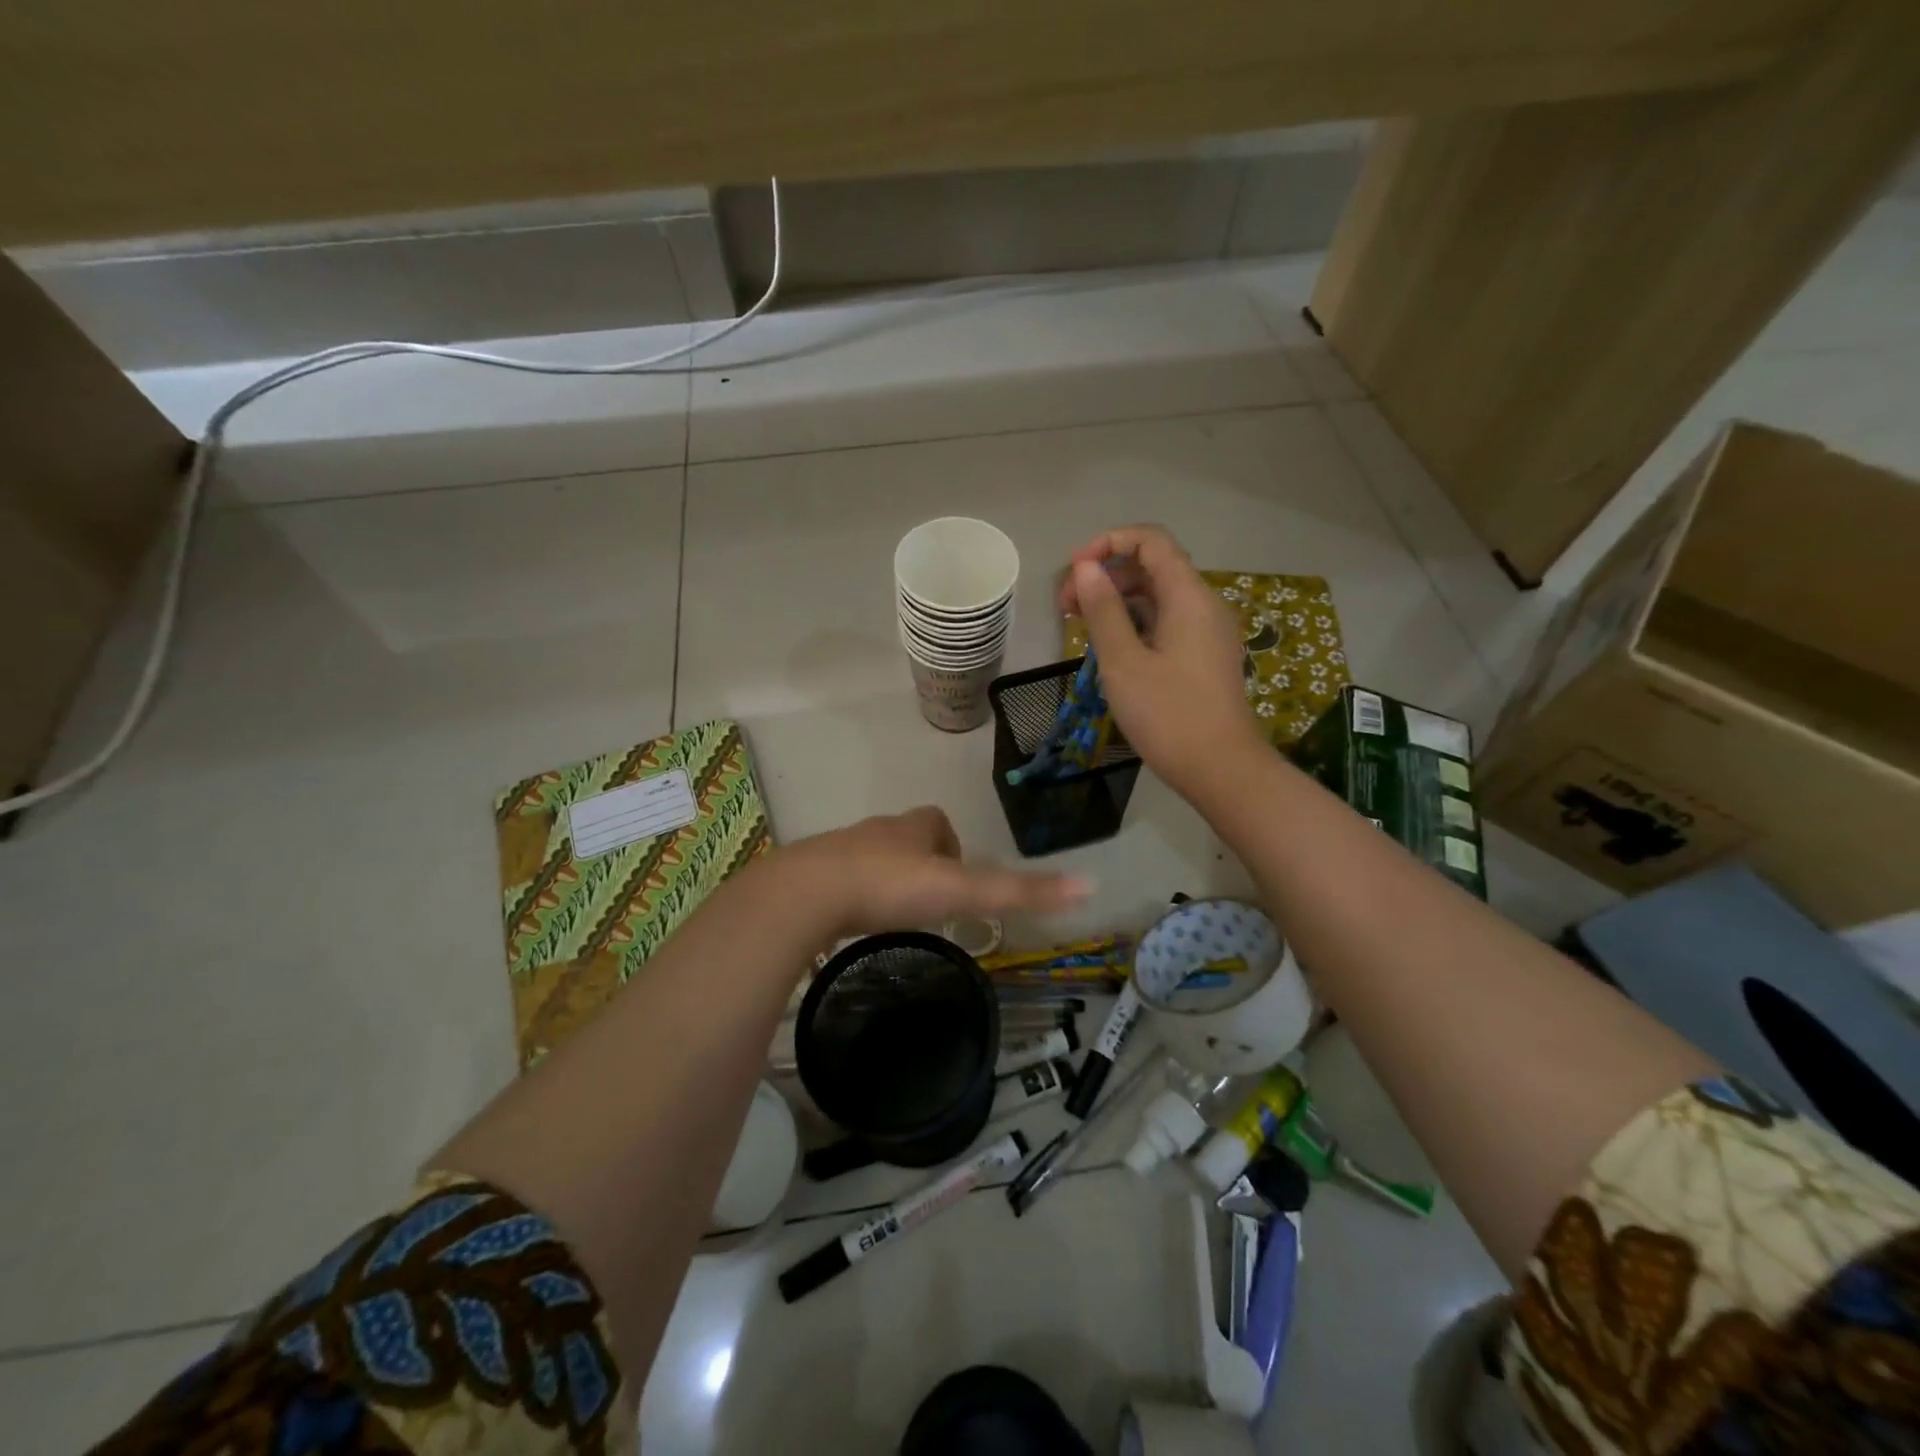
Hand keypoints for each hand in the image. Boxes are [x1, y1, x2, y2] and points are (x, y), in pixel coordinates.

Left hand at [785, 806, 1089, 938]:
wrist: (809, 894)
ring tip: (892, 917)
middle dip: (918, 862)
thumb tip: (1088, 885)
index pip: (937, 821)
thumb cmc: (891, 886)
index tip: (955, 878)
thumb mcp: (962, 890)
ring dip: (884, 879)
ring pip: (870, 858)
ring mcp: (840, 851)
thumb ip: (1019, 891)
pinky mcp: (812, 875)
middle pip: (903, 838)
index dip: (950, 843)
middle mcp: (877, 831)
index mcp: (913, 828)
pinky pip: (838, 879)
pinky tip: (852, 923)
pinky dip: (851, 895)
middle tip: (927, 903)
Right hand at [1056, 525, 1264, 800]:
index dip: (1108, 543)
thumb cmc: (1168, 715)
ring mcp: (1208, 632)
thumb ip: (1103, 610)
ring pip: (1158, 597)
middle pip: (1153, 567)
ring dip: (1118, 601)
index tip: (1073, 572)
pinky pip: (1167, 622)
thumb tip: (1086, 567)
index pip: (1150, 541)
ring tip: (1080, 627)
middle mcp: (1204, 604)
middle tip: (1066, 607)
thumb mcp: (1124, 662)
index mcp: (1189, 596)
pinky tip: (1110, 648)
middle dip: (1107, 576)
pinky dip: (1136, 623)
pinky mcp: (1205, 656)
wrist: (1222, 770)